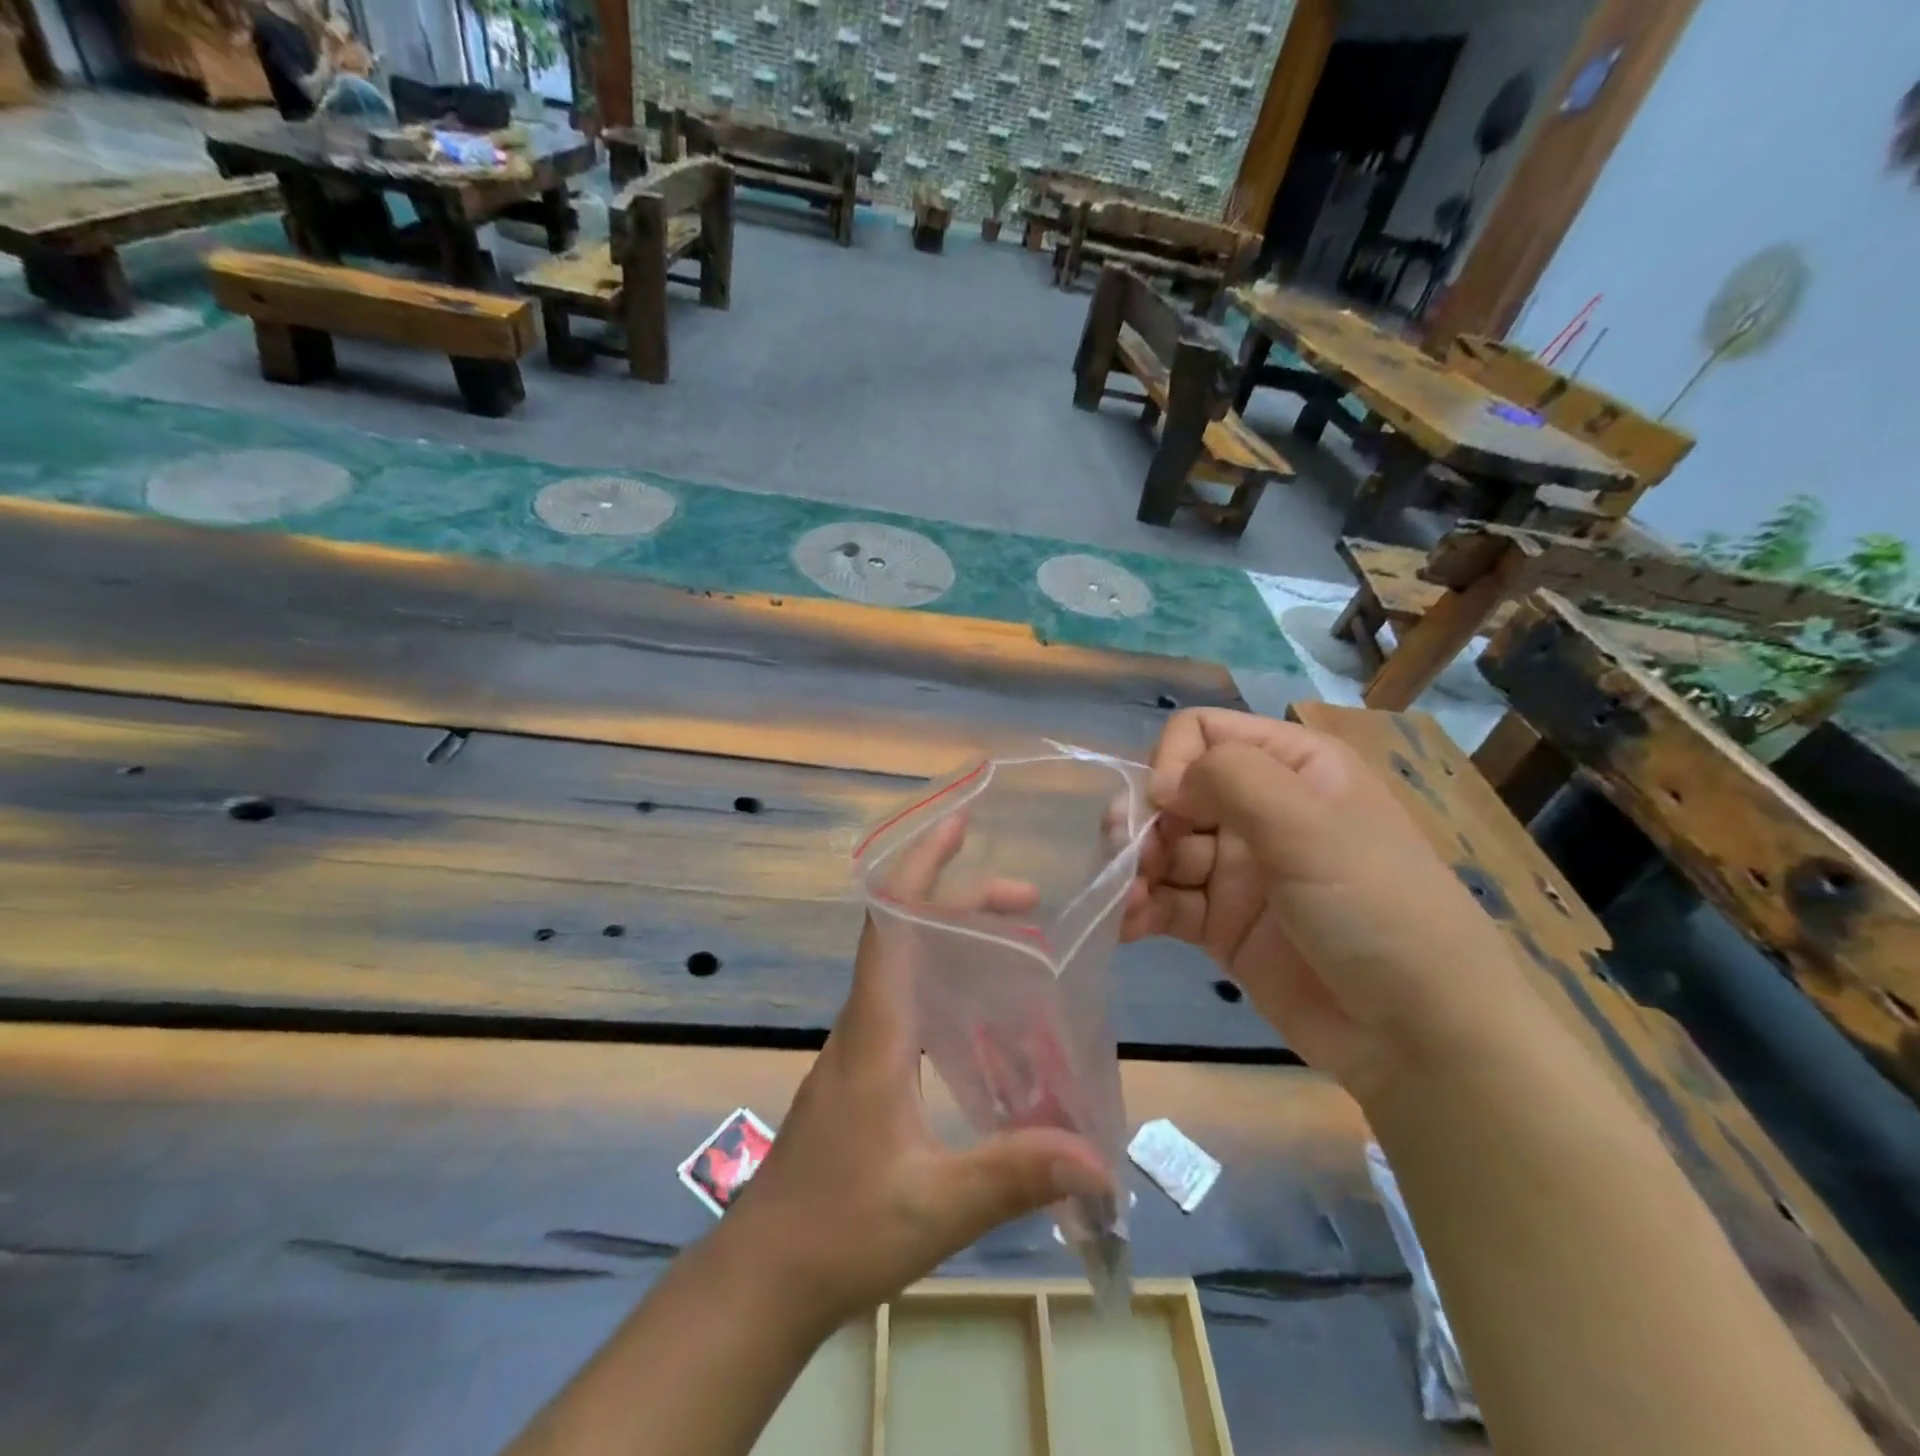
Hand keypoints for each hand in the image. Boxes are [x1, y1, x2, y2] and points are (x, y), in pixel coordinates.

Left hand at [727, 811, 1112, 1328]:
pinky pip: (907, 999)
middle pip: (905, 931)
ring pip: (906, 964)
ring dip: (956, 938)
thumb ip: (1014, 1174)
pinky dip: (947, 979)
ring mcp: (860, 1045)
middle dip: (963, 900)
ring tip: (1019, 939)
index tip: (958, 824)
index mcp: (875, 1029)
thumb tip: (1100, 1158)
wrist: (765, 1273)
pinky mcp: (864, 1070)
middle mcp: (864, 1021)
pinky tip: (986, 1012)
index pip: (891, 922)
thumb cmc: (839, 1230)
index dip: (920, 865)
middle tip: (1028, 900)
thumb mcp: (933, 1206)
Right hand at [1121, 709, 1528, 1103]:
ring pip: (1161, 848)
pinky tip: (1126, 926)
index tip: (1168, 808)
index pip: (1203, 734)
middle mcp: (1260, 810)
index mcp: (1292, 768)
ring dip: (1134, 870)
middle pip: (1172, 793)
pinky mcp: (1223, 924)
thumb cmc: (1376, 910)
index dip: (1173, 763)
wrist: (1421, 1037)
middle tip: (1133, 861)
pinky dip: (1139, 909)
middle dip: (1144, 822)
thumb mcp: (1310, 827)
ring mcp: (1240, 870)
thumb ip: (1230, 780)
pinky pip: (1166, 901)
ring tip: (1129, 903)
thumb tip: (1161, 784)